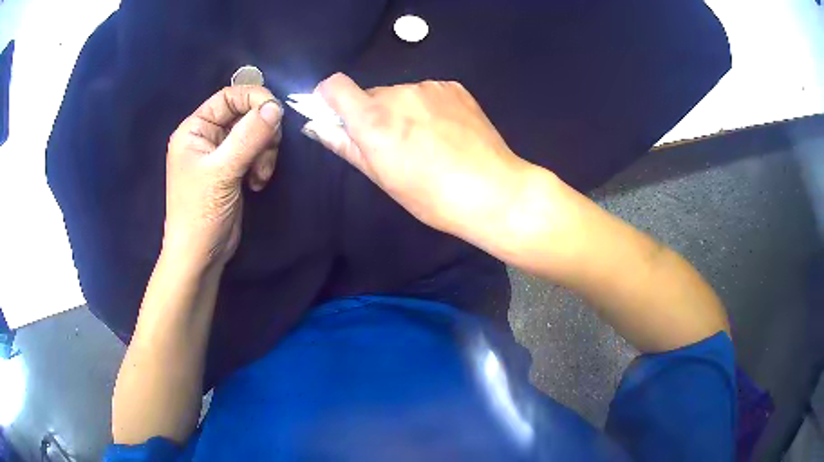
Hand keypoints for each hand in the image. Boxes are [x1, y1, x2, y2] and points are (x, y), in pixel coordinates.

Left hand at [163, 86, 282, 270]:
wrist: (200, 256)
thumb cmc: (200, 213)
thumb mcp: (222, 172)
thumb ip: (249, 137)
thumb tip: (276, 107)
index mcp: (195, 129)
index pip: (228, 97)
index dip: (254, 99)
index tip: (276, 114)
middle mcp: (207, 136)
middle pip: (245, 114)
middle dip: (262, 132)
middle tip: (267, 153)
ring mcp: (220, 154)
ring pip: (255, 133)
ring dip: (264, 151)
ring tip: (259, 176)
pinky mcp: (232, 169)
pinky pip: (256, 152)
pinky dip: (262, 163)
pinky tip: (257, 183)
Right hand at [304, 73, 531, 239]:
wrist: (493, 190)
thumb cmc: (432, 196)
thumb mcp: (383, 178)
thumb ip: (347, 146)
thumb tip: (318, 127)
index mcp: (373, 119)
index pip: (334, 85)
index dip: (328, 97)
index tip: (336, 115)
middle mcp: (398, 93)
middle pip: (371, 94)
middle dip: (373, 114)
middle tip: (395, 145)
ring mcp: (429, 87)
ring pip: (400, 94)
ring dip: (402, 111)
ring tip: (427, 142)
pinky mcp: (453, 87)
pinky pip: (427, 92)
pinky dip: (427, 107)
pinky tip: (446, 132)